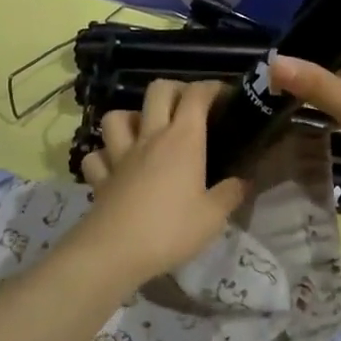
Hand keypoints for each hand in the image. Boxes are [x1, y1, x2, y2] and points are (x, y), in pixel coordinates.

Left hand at [73, 79, 249, 286]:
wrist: (115, 252)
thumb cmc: (171, 230)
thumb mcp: (213, 217)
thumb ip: (231, 194)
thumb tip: (244, 181)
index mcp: (183, 140)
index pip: (196, 95)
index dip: (211, 88)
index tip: (225, 97)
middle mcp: (150, 137)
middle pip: (158, 91)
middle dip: (175, 89)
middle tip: (189, 107)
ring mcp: (120, 155)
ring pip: (117, 116)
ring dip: (131, 118)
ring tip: (145, 132)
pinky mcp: (100, 177)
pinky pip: (96, 156)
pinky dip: (105, 156)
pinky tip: (114, 166)